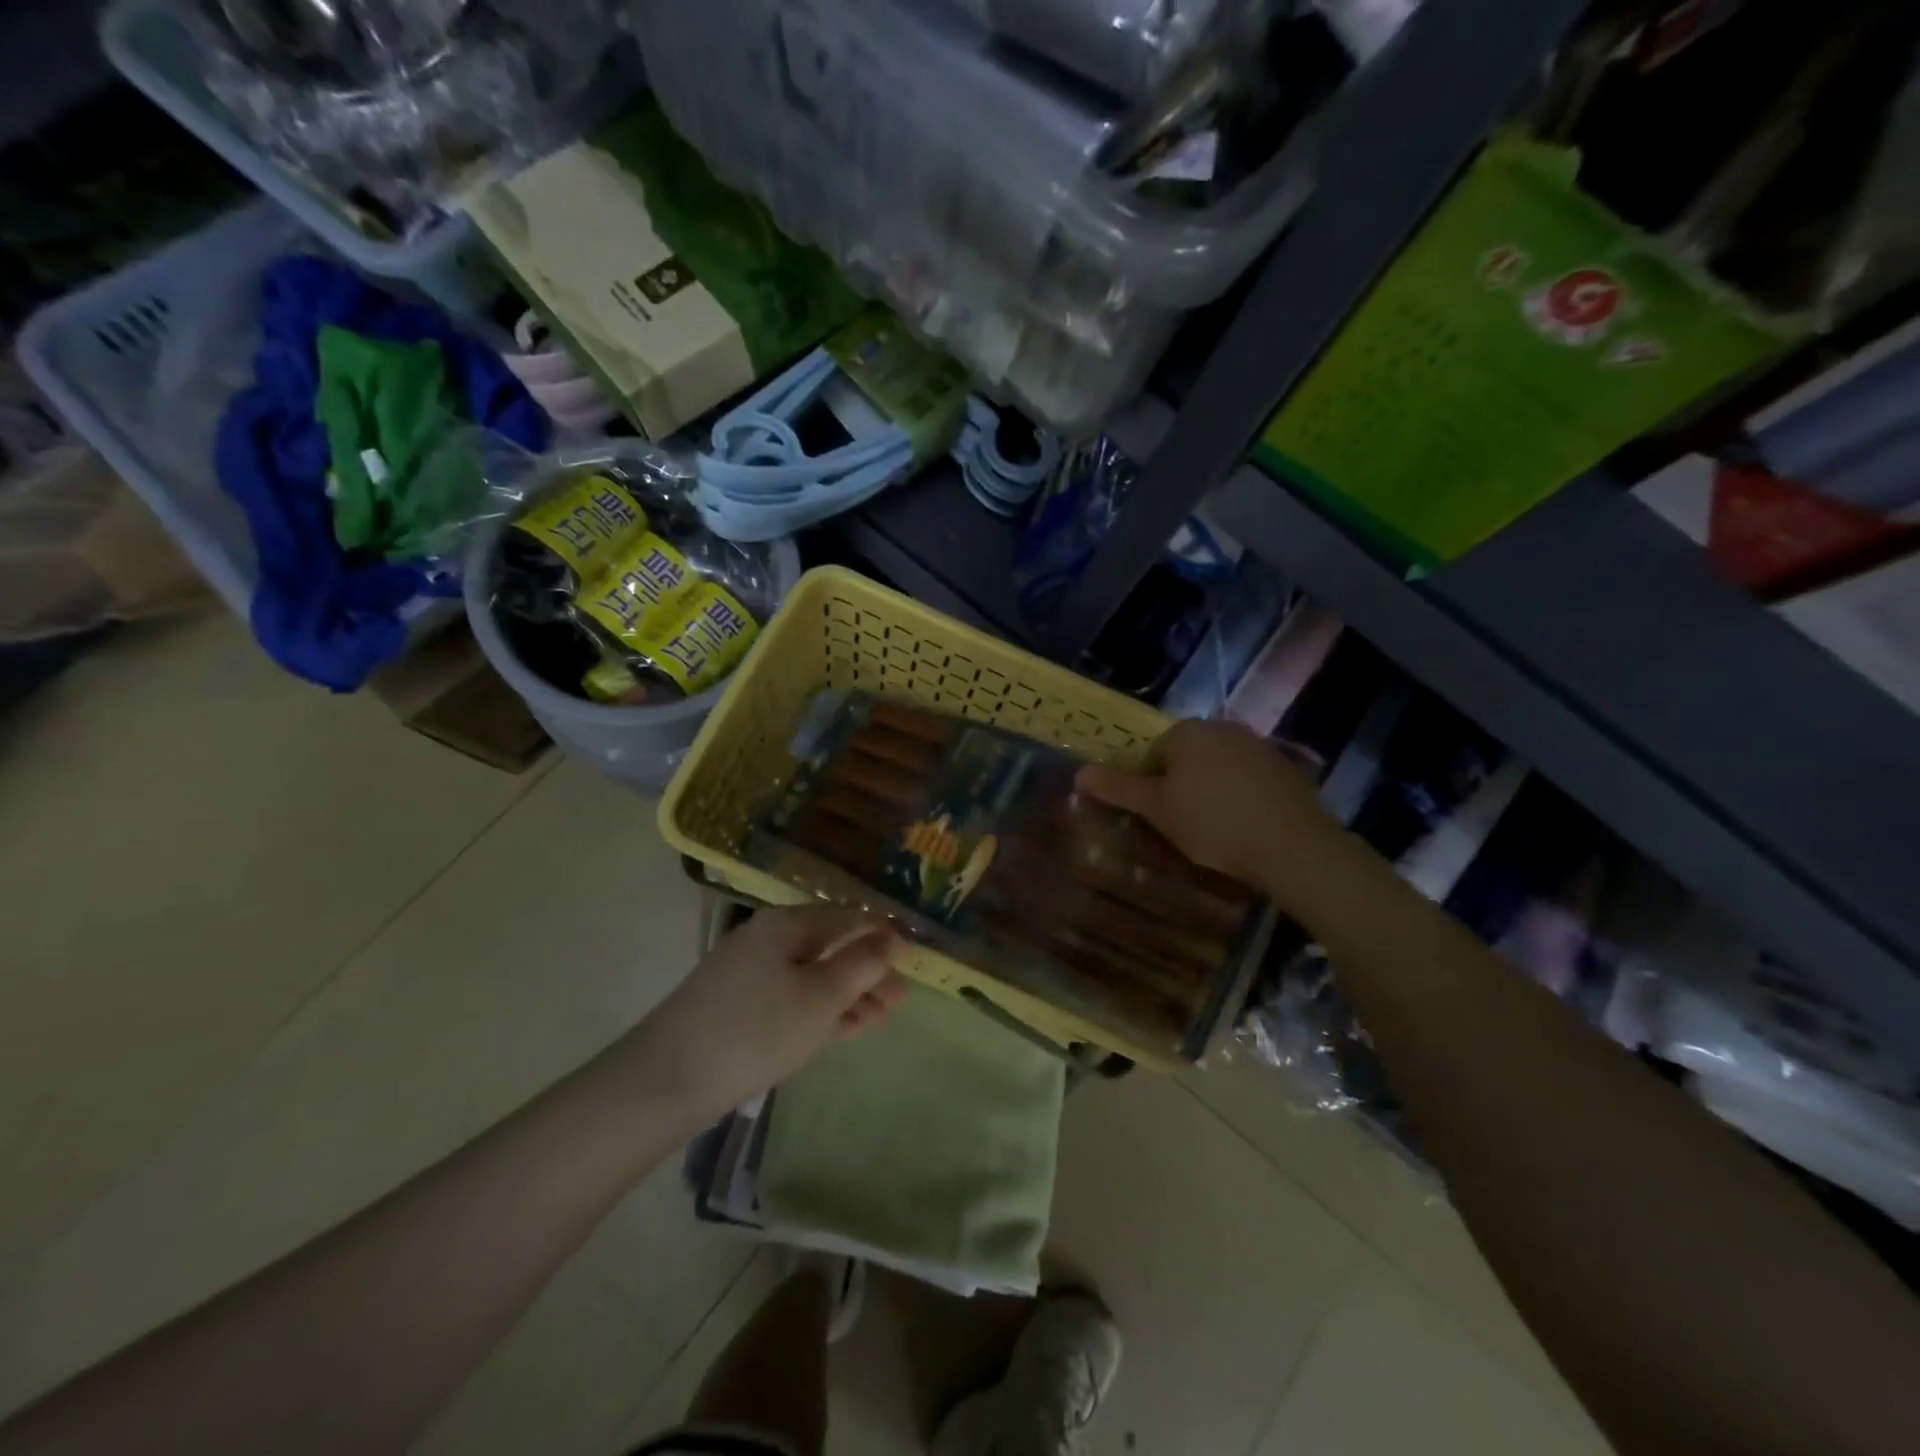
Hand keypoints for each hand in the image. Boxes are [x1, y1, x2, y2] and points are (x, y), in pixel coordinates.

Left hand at [635, 906, 906, 1119]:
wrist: (665, 1082)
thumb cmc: (756, 1029)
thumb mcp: (820, 996)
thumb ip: (862, 964)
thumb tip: (894, 937)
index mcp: (787, 925)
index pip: (847, 917)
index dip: (882, 934)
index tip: (914, 960)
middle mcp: (768, 940)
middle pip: (830, 947)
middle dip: (867, 970)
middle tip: (900, 1000)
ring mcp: (749, 975)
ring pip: (812, 976)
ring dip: (848, 994)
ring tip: (881, 1017)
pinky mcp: (737, 1008)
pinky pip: (791, 999)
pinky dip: (820, 1010)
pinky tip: (844, 1028)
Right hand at [1076, 719, 1345, 907]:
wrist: (1293, 845)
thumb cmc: (1213, 824)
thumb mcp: (1157, 810)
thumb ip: (1117, 788)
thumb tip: (1079, 773)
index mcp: (1185, 732)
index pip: (1151, 756)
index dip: (1147, 790)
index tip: (1156, 820)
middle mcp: (1221, 727)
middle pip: (1185, 758)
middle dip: (1179, 788)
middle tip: (1182, 827)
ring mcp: (1257, 744)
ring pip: (1217, 767)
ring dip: (1209, 791)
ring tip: (1214, 830)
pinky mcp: (1285, 766)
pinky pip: (1248, 779)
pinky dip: (1240, 796)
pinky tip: (1246, 825)